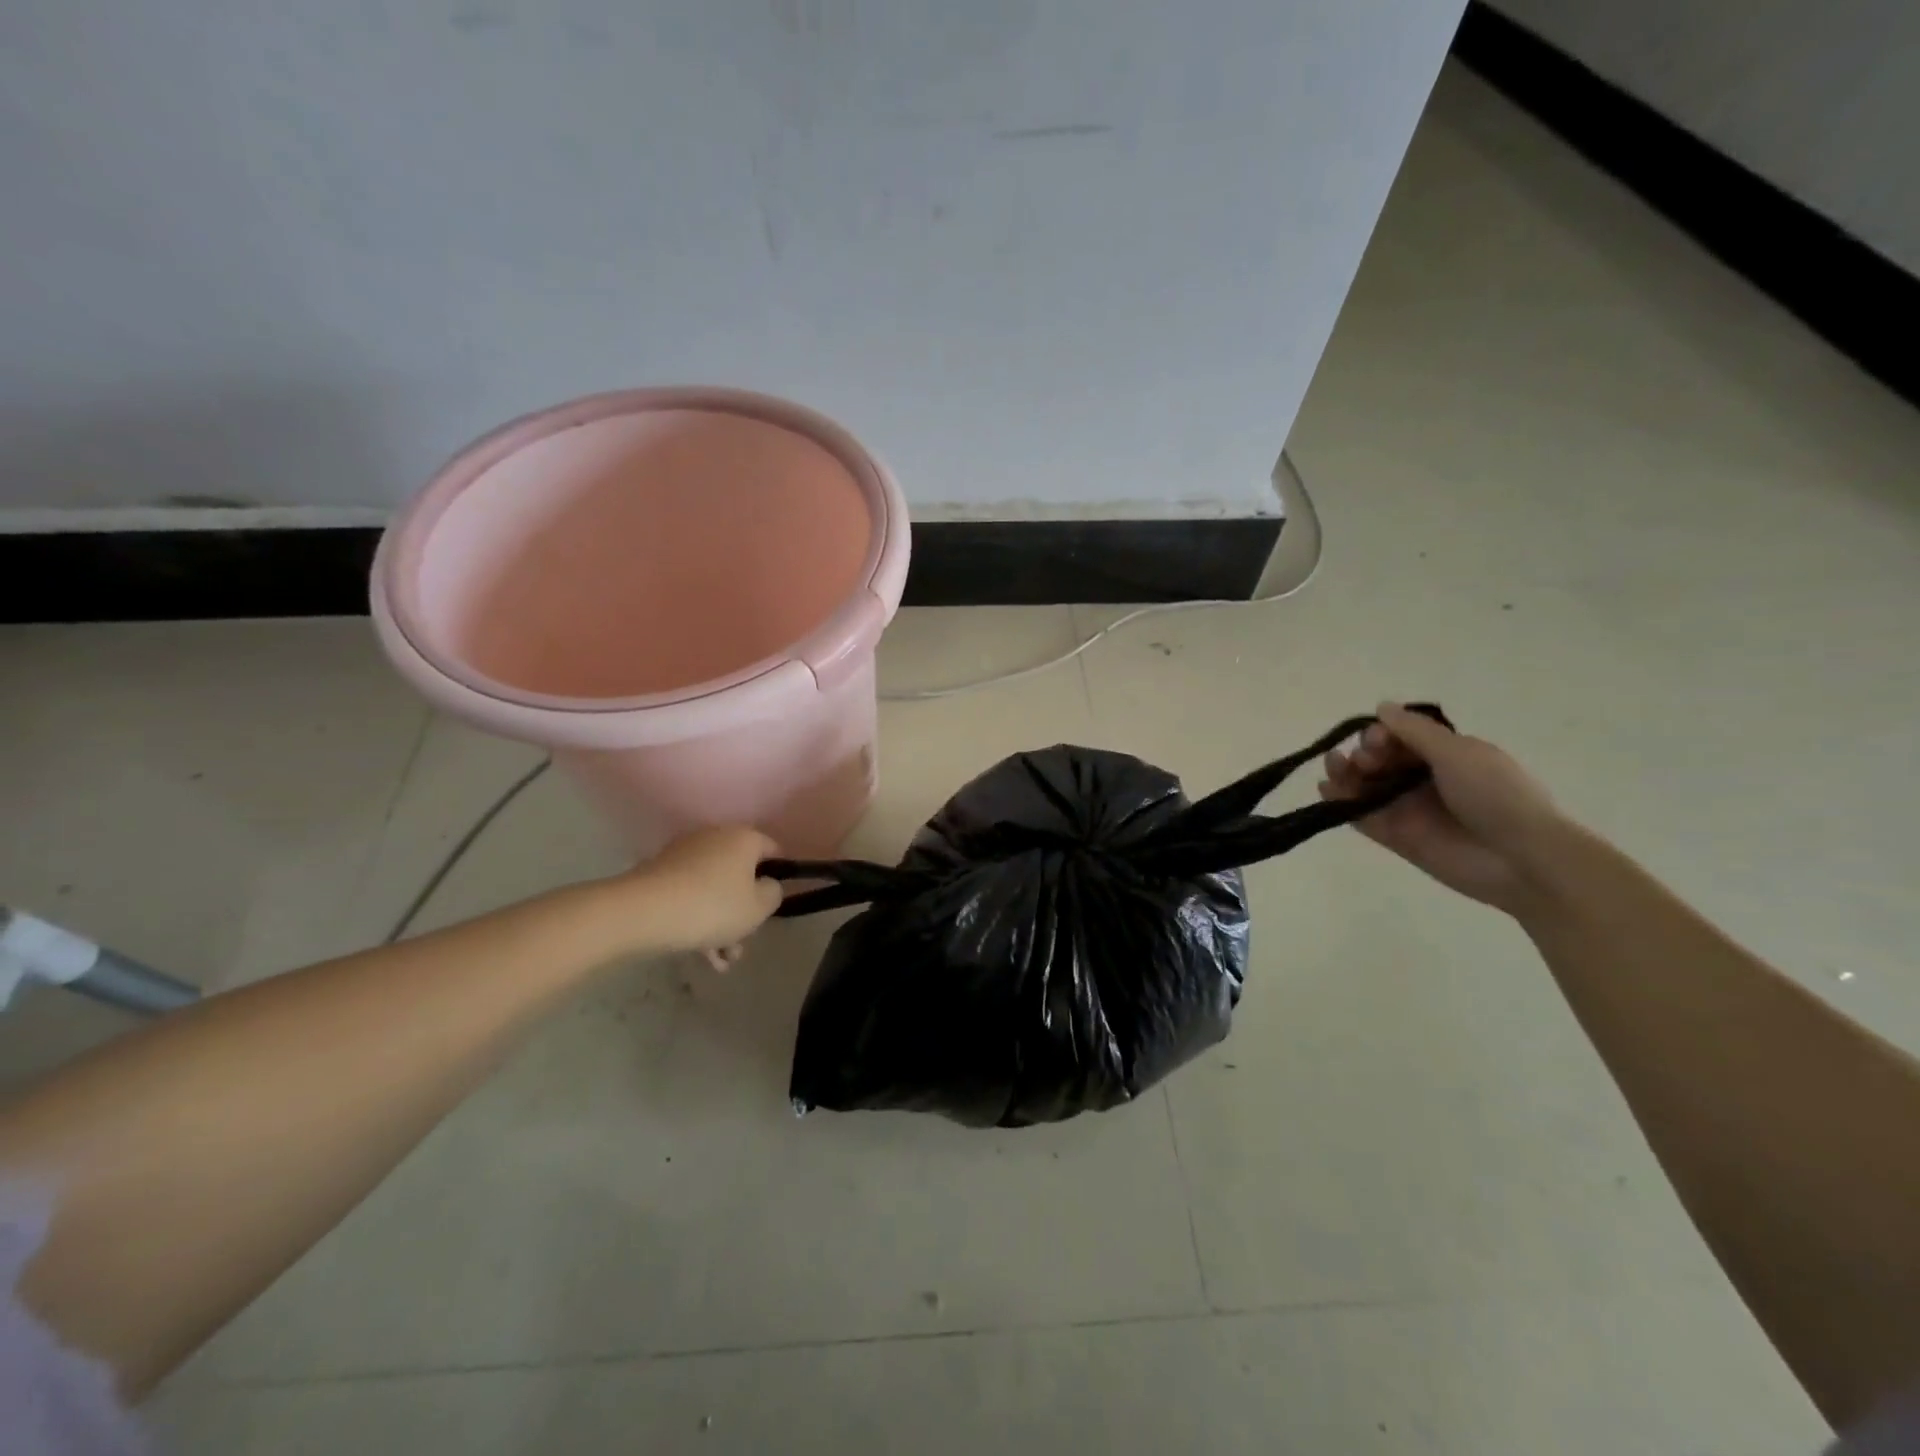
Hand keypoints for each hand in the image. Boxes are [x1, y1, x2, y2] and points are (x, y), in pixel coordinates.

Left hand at [611, 826, 783, 961]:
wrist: (643, 913)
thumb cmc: (713, 907)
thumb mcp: (758, 908)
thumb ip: (773, 893)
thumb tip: (766, 885)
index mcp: (743, 838)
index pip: (772, 850)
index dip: (780, 875)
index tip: (774, 903)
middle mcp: (715, 837)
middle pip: (740, 874)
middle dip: (743, 910)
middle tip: (743, 941)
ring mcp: (684, 854)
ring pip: (713, 890)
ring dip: (720, 924)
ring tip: (719, 961)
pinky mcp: (659, 873)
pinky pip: (689, 895)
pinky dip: (697, 920)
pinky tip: (699, 955)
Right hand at [1318, 703, 1566, 912]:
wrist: (1520, 858)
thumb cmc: (1496, 796)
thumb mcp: (1458, 752)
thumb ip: (1414, 731)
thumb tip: (1381, 707)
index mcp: (1446, 755)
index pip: (1401, 737)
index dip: (1383, 734)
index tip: (1379, 740)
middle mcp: (1424, 779)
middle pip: (1379, 759)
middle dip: (1364, 753)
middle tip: (1368, 761)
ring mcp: (1408, 809)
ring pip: (1365, 786)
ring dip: (1345, 773)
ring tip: (1334, 769)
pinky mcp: (1396, 837)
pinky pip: (1361, 816)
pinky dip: (1341, 803)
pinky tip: (1328, 791)